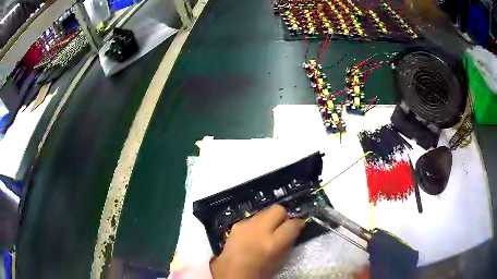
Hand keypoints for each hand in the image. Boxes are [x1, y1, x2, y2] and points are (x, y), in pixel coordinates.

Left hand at [210, 205, 304, 278]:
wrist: (231, 272)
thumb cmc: (259, 272)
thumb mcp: (279, 261)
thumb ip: (288, 243)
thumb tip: (293, 230)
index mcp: (272, 243)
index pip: (293, 224)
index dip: (298, 224)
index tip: (298, 227)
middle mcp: (259, 230)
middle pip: (278, 209)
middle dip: (283, 216)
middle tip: (282, 226)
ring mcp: (245, 225)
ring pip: (264, 212)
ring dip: (269, 219)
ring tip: (267, 231)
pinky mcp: (236, 225)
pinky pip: (251, 219)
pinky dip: (256, 224)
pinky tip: (253, 235)